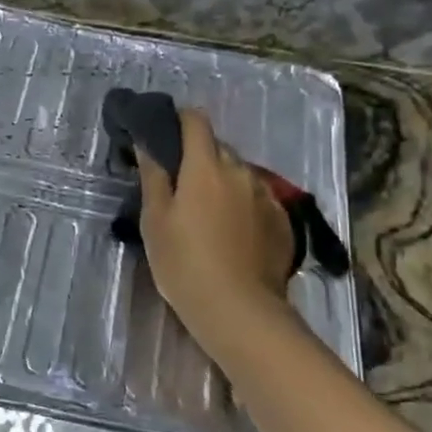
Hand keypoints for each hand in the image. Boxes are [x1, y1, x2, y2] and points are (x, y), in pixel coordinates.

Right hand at [135, 108, 298, 359]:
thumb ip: (153, 175)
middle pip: (217, 148)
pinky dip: (241, 205)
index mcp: (206, 166)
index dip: (178, 120)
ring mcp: (266, 196)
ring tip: (205, 213)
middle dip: (197, 157)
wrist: (239, 310)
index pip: (196, 121)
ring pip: (239, 174)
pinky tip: (231, 233)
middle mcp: (241, 171)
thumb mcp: (155, 219)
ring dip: (221, 182)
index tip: (163, 136)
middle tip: (178, 185)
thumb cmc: (184, 262)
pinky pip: (256, 199)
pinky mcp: (283, 221)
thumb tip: (148, 141)